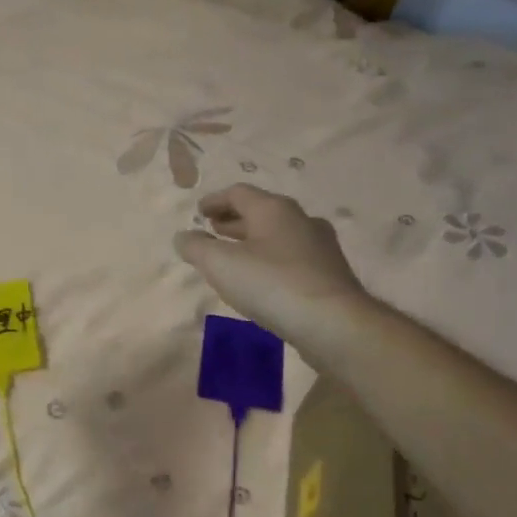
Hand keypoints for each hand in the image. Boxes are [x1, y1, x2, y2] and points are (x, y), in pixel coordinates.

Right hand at [174, 186, 365, 343]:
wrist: (333, 323)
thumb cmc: (272, 285)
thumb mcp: (221, 264)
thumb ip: (196, 247)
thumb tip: (183, 236)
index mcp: (274, 209)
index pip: (239, 193)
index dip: (215, 201)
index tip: (198, 212)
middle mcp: (300, 219)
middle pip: (261, 212)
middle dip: (233, 220)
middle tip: (213, 230)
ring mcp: (320, 246)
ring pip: (278, 235)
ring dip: (252, 241)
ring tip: (233, 256)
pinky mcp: (329, 273)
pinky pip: (291, 256)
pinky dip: (270, 259)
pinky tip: (262, 280)